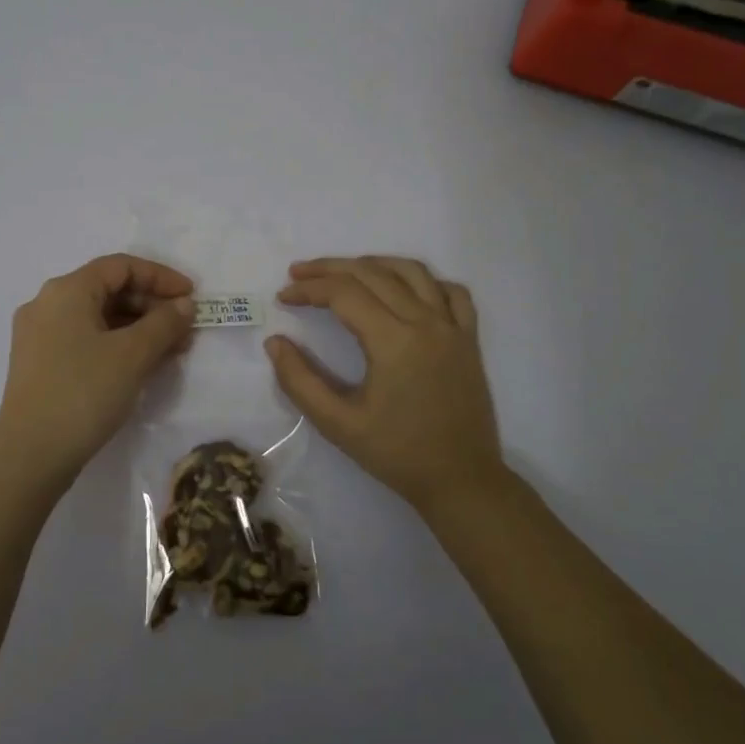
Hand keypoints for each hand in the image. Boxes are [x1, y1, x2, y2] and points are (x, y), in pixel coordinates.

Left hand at [0, 254, 195, 485]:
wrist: (31, 454)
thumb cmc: (84, 393)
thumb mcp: (133, 355)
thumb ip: (164, 323)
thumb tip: (184, 305)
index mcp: (66, 290)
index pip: (121, 266)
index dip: (161, 277)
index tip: (192, 297)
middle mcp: (47, 304)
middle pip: (108, 290)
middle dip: (152, 306)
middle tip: (185, 329)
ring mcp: (39, 335)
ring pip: (98, 318)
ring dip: (138, 328)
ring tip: (172, 350)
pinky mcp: (39, 363)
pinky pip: (86, 339)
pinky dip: (117, 344)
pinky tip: (142, 365)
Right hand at [267, 256, 506, 512]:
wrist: (461, 480)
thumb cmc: (396, 453)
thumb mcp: (337, 423)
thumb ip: (299, 381)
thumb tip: (275, 342)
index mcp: (393, 340)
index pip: (343, 293)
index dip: (309, 290)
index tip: (283, 298)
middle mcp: (426, 322)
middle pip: (373, 274)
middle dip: (330, 269)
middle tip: (298, 274)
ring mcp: (453, 327)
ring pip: (412, 272)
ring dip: (373, 264)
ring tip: (344, 271)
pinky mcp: (469, 339)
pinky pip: (451, 292)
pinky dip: (424, 281)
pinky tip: (404, 289)